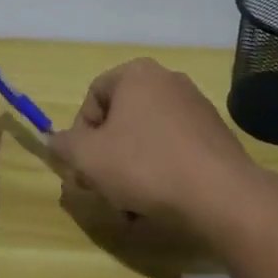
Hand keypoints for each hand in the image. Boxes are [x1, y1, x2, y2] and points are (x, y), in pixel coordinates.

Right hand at [48, 58, 260, 225]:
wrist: (220, 194)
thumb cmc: (145, 166)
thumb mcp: (88, 158)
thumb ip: (65, 145)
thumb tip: (57, 140)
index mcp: (137, 74)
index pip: (93, 96)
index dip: (80, 133)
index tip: (83, 166)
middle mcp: (168, 80)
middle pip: (121, 118)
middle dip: (106, 154)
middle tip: (102, 187)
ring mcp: (196, 106)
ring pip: (147, 137)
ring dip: (131, 167)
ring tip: (130, 203)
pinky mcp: (215, 134)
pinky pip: (174, 149)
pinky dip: (161, 171)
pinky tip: (160, 202)